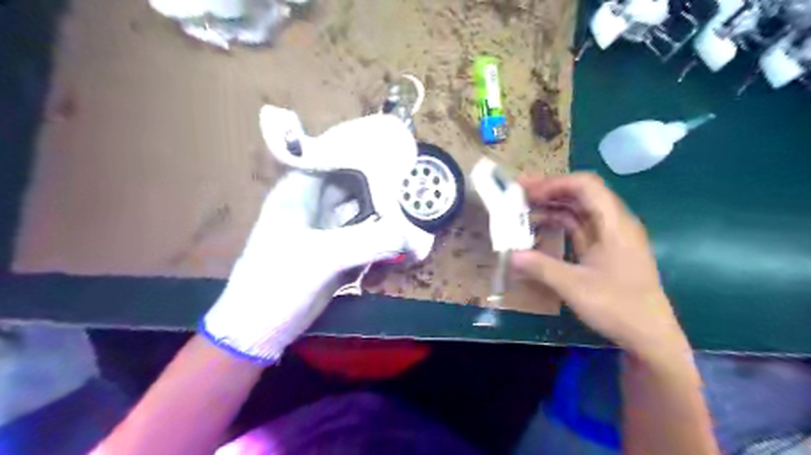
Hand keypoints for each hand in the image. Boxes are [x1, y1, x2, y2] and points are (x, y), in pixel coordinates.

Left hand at [202, 169, 414, 362]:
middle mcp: (313, 204)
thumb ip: (369, 242)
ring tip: (415, 204)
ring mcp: (326, 228)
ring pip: (361, 209)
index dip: (362, 152)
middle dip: (380, 182)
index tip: (395, 150)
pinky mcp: (337, 249)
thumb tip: (416, 236)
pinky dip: (381, 233)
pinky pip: (364, 233)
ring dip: (384, 209)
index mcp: (298, 192)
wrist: (261, 329)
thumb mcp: (322, 257)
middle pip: (352, 183)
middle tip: (414, 180)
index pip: (334, 158)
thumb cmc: (277, 283)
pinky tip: (403, 232)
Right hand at [508, 175, 685, 361]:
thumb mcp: (575, 287)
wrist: (649, 337)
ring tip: (523, 210)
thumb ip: (541, 268)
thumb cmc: (618, 307)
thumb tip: (510, 255)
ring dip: (551, 206)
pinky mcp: (603, 250)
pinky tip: (539, 229)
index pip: (585, 186)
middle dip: (548, 191)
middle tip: (517, 195)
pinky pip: (578, 227)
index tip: (527, 192)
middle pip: (580, 194)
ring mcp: (609, 237)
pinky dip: (557, 224)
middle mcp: (614, 223)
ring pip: (578, 210)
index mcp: (614, 224)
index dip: (555, 183)